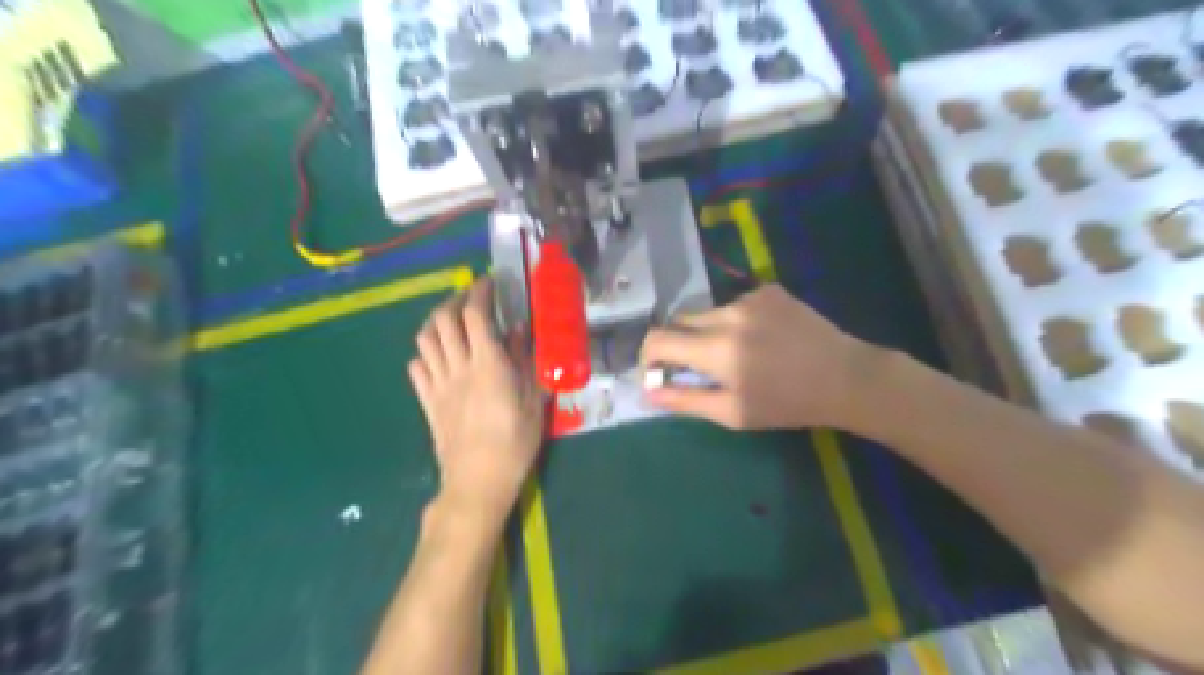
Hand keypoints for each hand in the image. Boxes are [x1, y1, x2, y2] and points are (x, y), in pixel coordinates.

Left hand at [411, 277, 548, 518]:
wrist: (478, 480)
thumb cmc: (515, 441)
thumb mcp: (533, 400)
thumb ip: (526, 361)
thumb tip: (519, 330)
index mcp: (487, 364)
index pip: (475, 314)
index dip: (479, 291)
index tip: (488, 282)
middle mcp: (458, 366)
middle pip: (442, 319)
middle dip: (454, 300)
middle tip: (470, 299)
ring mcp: (438, 384)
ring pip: (424, 339)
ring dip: (436, 322)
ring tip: (451, 321)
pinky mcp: (427, 402)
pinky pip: (416, 368)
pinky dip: (424, 353)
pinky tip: (438, 356)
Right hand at [638, 285, 880, 431]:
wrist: (844, 377)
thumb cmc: (786, 404)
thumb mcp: (733, 413)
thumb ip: (685, 400)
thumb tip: (648, 391)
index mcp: (717, 349)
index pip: (659, 339)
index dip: (649, 355)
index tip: (657, 370)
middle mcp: (728, 314)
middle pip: (680, 321)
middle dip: (678, 343)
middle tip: (697, 367)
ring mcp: (750, 297)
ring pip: (708, 313)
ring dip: (709, 332)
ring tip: (738, 354)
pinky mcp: (768, 290)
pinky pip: (735, 304)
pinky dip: (735, 321)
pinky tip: (761, 338)